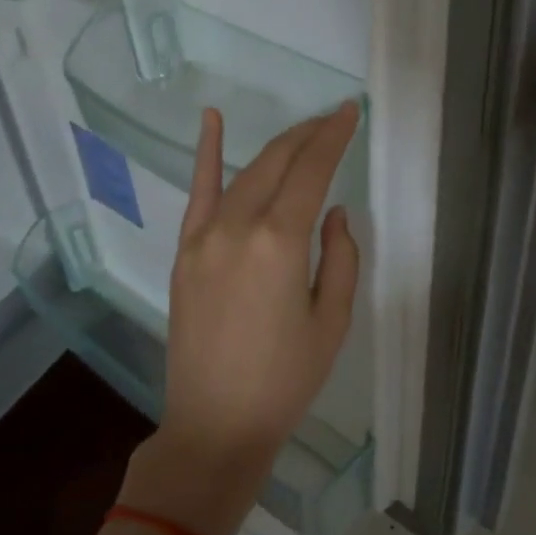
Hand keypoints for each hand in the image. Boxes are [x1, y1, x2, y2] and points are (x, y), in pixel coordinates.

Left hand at [118, 102, 361, 534]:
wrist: (216, 423)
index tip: (351, 112)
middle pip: (276, 162)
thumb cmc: (285, 379)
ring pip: (244, 174)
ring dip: (276, 148)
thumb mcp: (332, 321)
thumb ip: (340, 257)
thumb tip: (334, 212)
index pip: (312, 171)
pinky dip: (206, 155)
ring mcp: (203, 237)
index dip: (334, 137)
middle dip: (308, 135)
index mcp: (279, 242)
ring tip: (303, 132)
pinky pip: (197, 194)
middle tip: (334, 121)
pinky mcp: (184, 253)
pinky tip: (211, 120)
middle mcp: (237, 226)